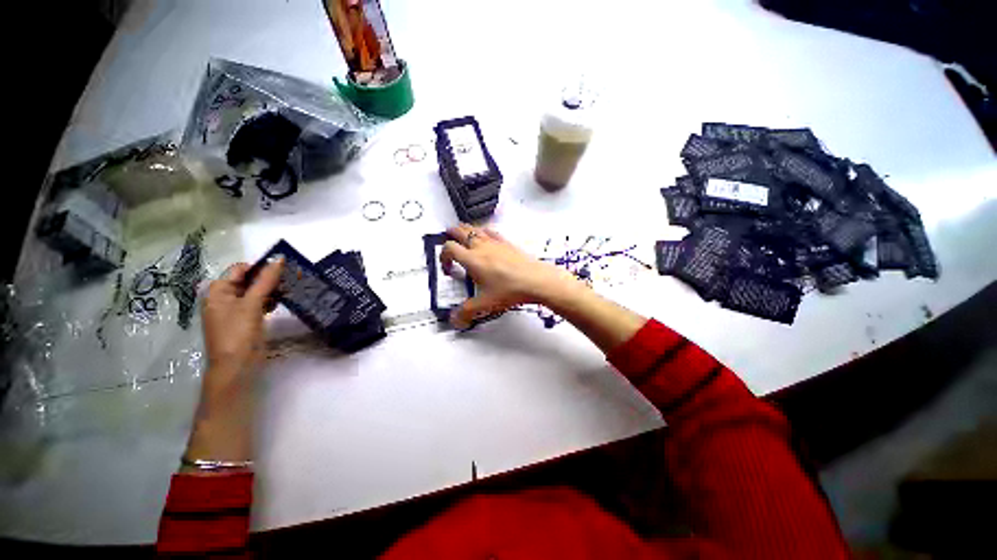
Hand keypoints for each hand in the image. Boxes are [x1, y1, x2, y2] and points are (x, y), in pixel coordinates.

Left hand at [184, 258, 282, 465]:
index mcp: (219, 291)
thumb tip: (279, 259)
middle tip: (294, 276)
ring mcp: (236, 310)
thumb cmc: (238, 334)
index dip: (261, 266)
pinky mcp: (247, 320)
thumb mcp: (251, 304)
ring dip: (273, 288)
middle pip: (249, 280)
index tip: (286, 266)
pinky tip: (284, 300)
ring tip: (293, 287)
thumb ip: (265, 281)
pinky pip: (259, 303)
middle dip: (270, 277)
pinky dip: (271, 300)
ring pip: (257, 291)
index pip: (241, 269)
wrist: (236, 368)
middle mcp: (225, 298)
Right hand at [440, 224, 583, 328]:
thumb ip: (467, 311)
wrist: (536, 280)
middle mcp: (482, 246)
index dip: (443, 256)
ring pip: (476, 228)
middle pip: (461, 231)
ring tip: (464, 235)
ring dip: (466, 229)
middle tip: (448, 238)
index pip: (449, 248)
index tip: (447, 267)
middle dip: (451, 234)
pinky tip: (487, 236)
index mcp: (472, 259)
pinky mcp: (508, 243)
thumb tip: (455, 319)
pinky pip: (492, 231)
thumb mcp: (485, 303)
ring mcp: (496, 242)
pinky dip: (484, 231)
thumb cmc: (511, 289)